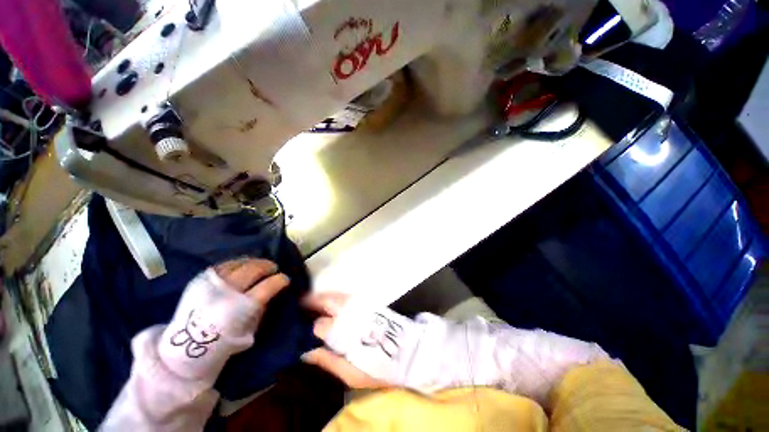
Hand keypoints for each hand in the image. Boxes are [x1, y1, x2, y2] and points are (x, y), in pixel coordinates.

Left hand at [159, 258, 289, 381]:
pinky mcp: (200, 280)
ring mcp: (212, 283)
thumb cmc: (222, 342)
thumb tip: (272, 291)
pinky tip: (243, 266)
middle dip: (268, 266)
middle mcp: (227, 291)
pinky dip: (237, 263)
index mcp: (242, 307)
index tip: (285, 279)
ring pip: (239, 263)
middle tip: (274, 268)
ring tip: (260, 265)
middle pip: (254, 269)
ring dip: (254, 262)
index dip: (281, 280)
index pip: (268, 285)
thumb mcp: (250, 329)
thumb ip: (262, 308)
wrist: (186, 347)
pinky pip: (224, 265)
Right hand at [301, 293, 388, 388]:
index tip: (295, 329)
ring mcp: (359, 303)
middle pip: (325, 301)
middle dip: (309, 302)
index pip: (318, 325)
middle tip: (296, 307)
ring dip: (320, 298)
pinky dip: (332, 297)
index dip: (305, 327)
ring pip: (334, 295)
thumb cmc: (377, 367)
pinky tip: (327, 304)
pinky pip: (345, 295)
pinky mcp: (367, 301)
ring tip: (308, 305)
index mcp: (344, 331)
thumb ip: (327, 361)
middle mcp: (350, 312)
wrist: (406, 351)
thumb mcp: (350, 374)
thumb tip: (305, 351)